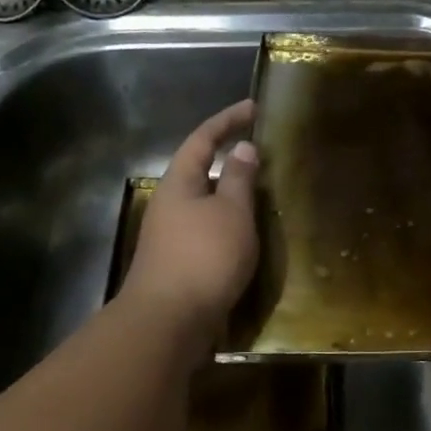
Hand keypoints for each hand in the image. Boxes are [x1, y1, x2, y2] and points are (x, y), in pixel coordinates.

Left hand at [120, 100, 259, 330]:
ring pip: (205, 202)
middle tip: (262, 153)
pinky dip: (229, 223)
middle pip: (200, 170)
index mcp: (179, 183)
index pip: (203, 139)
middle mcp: (170, 204)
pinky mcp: (178, 263)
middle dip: (229, 159)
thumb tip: (243, 149)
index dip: (227, 120)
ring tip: (263, 193)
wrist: (168, 322)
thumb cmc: (204, 257)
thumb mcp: (232, 212)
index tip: (253, 108)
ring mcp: (170, 235)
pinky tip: (247, 235)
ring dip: (231, 194)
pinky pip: (207, 229)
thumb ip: (240, 179)